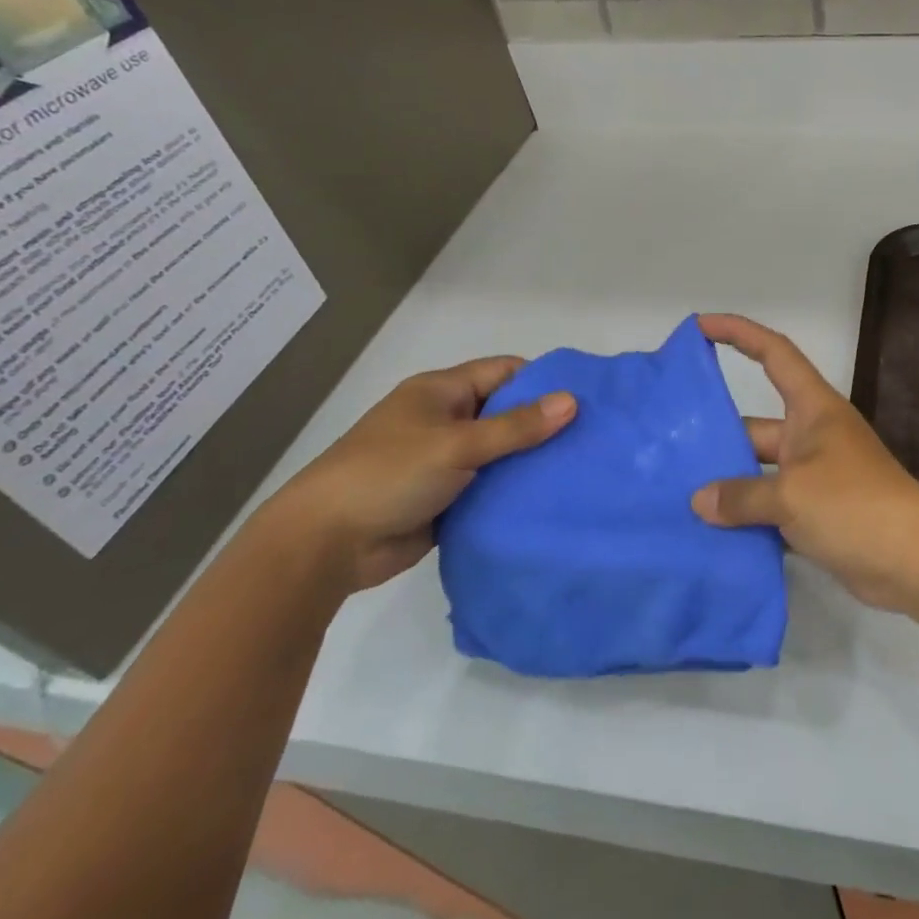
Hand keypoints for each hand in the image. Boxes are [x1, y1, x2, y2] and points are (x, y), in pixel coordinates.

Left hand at [269, 357, 575, 591]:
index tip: (586, 398)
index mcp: (442, 392)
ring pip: (501, 453)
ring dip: (531, 461)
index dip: (543, 380)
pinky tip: (552, 497)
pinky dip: (515, 491)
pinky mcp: (447, 499)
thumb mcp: (456, 444)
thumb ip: (516, 426)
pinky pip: (491, 487)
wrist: (324, 546)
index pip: (504, 372)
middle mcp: (446, 421)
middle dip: (544, 423)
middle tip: (594, 436)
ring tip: (584, 467)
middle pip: (506, 412)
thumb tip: (573, 401)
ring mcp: (445, 462)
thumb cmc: (388, 475)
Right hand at [692, 314, 918, 613]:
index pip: (774, 353)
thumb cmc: (854, 504)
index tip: (701, 326)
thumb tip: (700, 501)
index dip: (739, 333)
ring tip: (678, 496)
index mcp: (813, 408)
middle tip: (668, 448)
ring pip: (761, 471)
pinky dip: (746, 518)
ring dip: (728, 484)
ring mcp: (816, 476)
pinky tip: (710, 534)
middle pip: (756, 425)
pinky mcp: (818, 514)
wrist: (914, 560)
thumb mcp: (791, 494)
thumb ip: (741, 496)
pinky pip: (772, 508)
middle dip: (718, 435)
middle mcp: (813, 435)